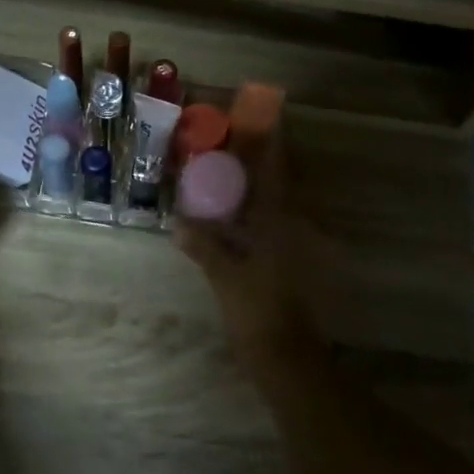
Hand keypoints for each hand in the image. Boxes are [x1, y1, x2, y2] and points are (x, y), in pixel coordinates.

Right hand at [173, 130, 323, 369]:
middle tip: (235, 144)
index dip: (272, 143)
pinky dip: (256, 214)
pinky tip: (236, 218)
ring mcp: (294, 247)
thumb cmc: (257, 310)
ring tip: (231, 174)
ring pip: (276, 205)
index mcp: (278, 223)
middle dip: (262, 161)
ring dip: (258, 187)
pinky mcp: (290, 264)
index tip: (265, 118)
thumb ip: (203, 246)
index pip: (276, 172)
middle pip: (279, 183)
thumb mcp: (224, 276)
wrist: (286, 355)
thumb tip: (178, 223)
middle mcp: (292, 227)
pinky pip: (272, 226)